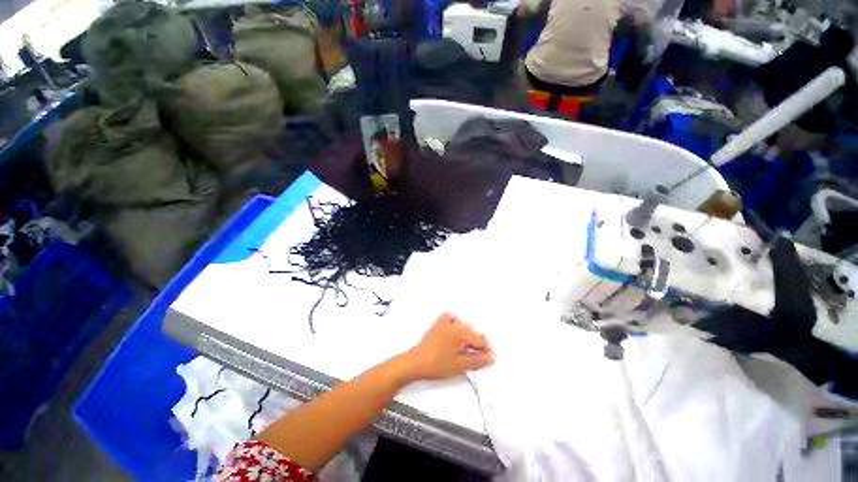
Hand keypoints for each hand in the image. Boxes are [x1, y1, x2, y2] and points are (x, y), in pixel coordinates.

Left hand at [403, 313, 494, 381]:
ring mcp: (445, 322)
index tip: (489, 361)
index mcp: (461, 332)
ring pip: (463, 326)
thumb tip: (491, 357)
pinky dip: (456, 324)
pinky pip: (451, 319)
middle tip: (476, 359)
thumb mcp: (460, 365)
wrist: (416, 362)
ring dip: (467, 336)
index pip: (480, 339)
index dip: (487, 351)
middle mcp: (455, 323)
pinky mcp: (438, 324)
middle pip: (473, 332)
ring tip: (465, 350)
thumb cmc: (438, 365)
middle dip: (477, 345)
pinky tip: (455, 333)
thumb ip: (477, 360)